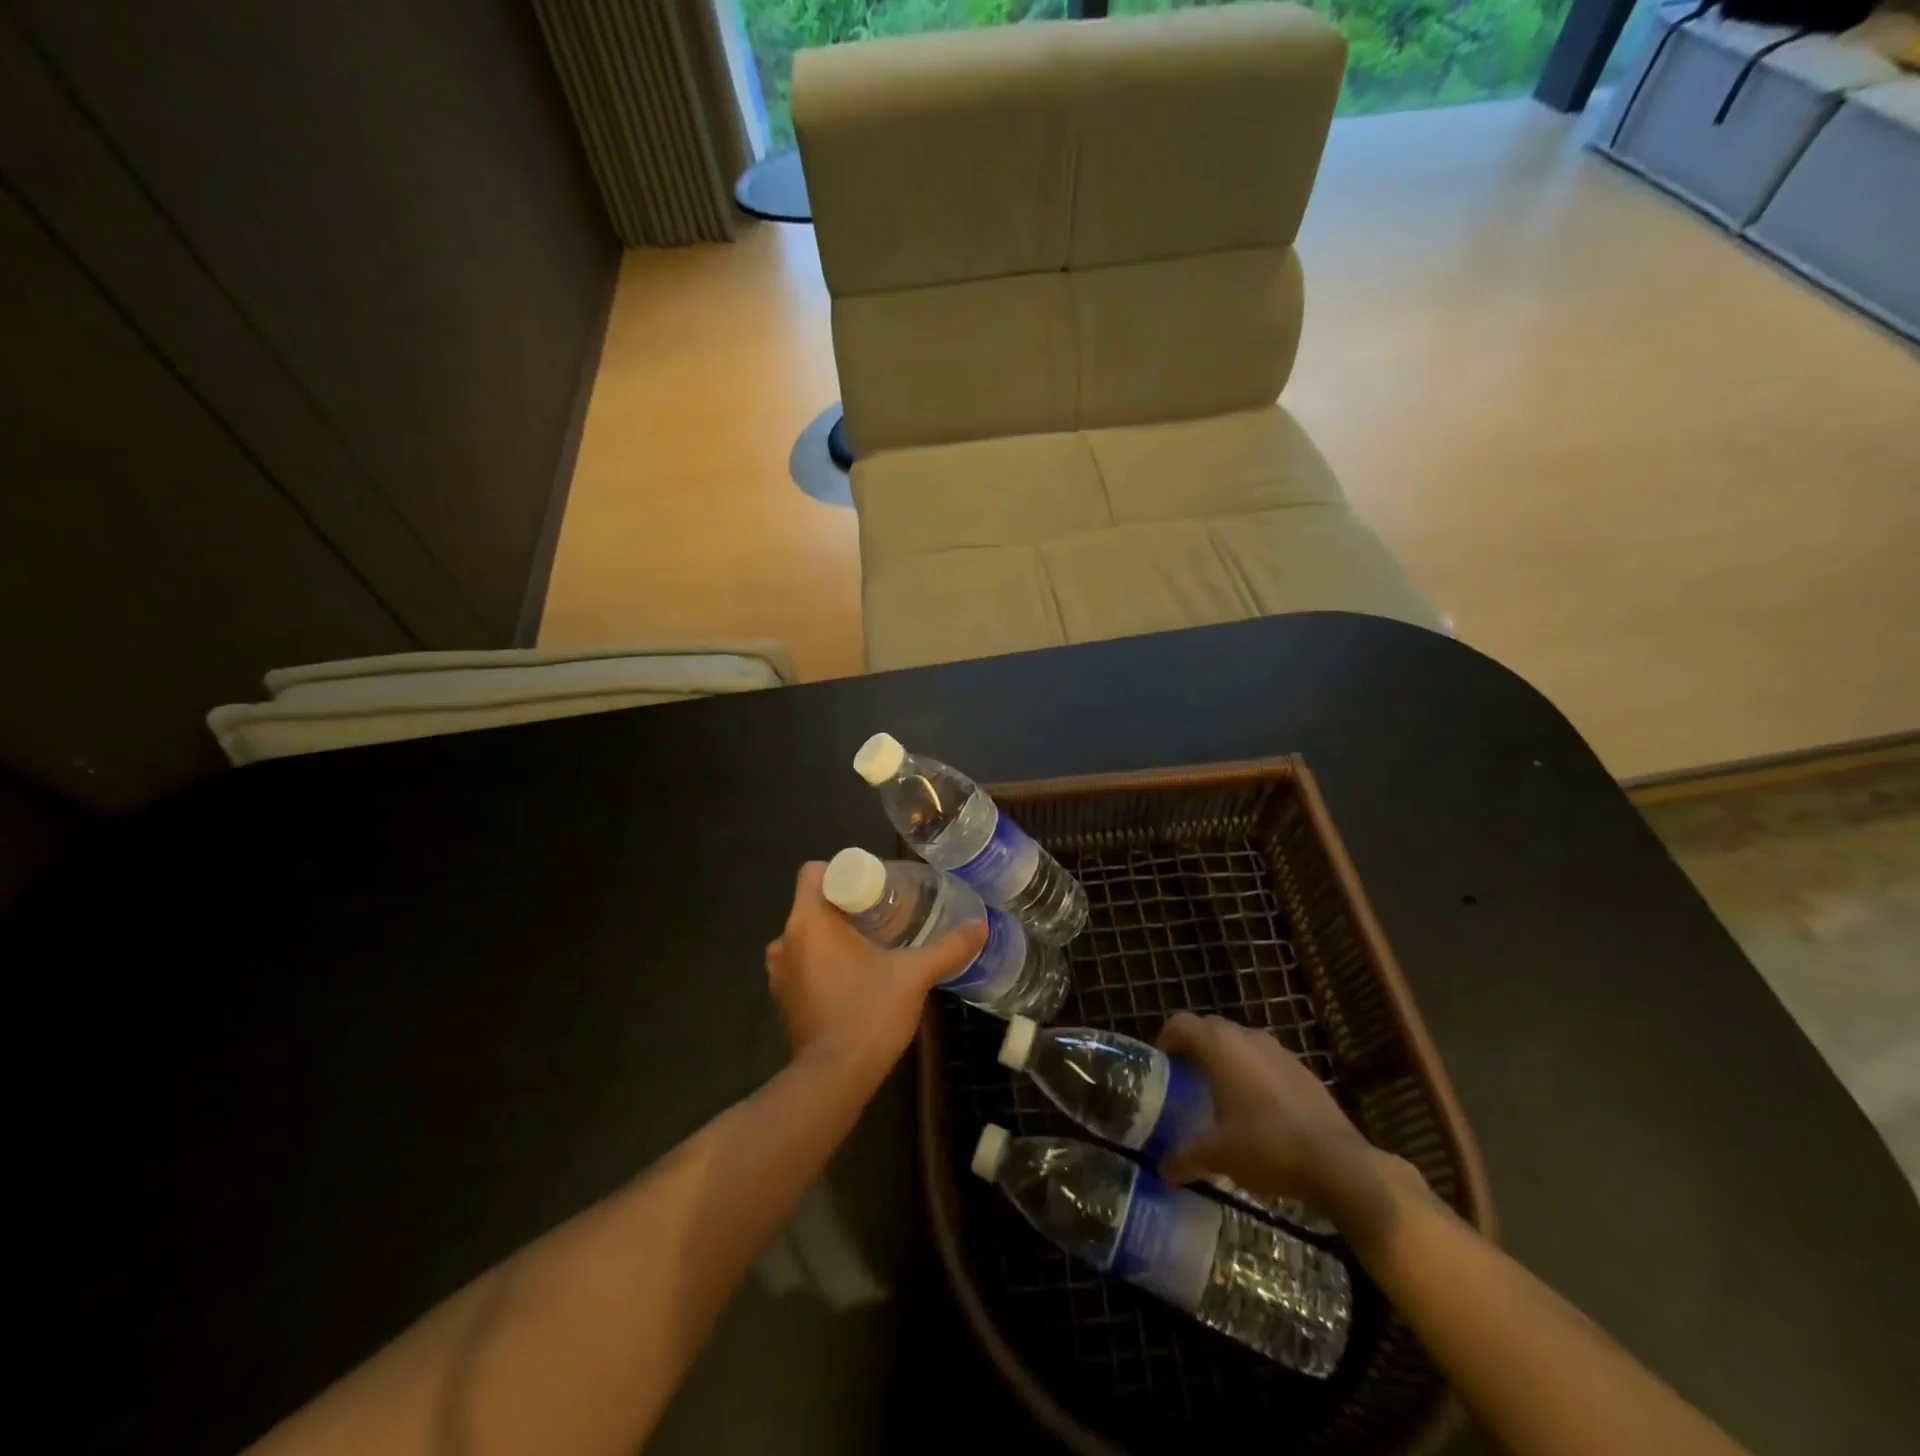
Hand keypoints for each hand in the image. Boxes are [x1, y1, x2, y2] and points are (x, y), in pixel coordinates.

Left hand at [766, 861, 986, 1078]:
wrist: (834, 1080)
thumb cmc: (868, 1014)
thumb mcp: (914, 975)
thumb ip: (947, 947)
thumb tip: (980, 925)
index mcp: (808, 923)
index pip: (814, 873)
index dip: (843, 872)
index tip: (875, 888)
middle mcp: (784, 942)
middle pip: (813, 903)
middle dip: (846, 905)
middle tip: (884, 915)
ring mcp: (779, 974)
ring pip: (807, 935)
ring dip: (834, 936)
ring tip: (873, 945)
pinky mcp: (783, 1000)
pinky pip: (803, 963)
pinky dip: (824, 962)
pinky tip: (855, 977)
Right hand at [1156, 1012, 1401, 1235]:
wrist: (1339, 1164)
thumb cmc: (1267, 1146)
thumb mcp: (1218, 1155)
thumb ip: (1185, 1157)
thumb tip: (1163, 1169)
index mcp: (1220, 1046)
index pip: (1181, 1023)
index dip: (1166, 1038)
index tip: (1161, 1063)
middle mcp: (1247, 1037)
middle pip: (1210, 1028)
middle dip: (1195, 1047)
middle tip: (1185, 1078)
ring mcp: (1279, 1051)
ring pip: (1241, 1043)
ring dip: (1226, 1059)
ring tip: (1220, 1093)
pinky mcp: (1303, 1071)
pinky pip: (1266, 1061)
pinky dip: (1254, 1074)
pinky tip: (1257, 1109)